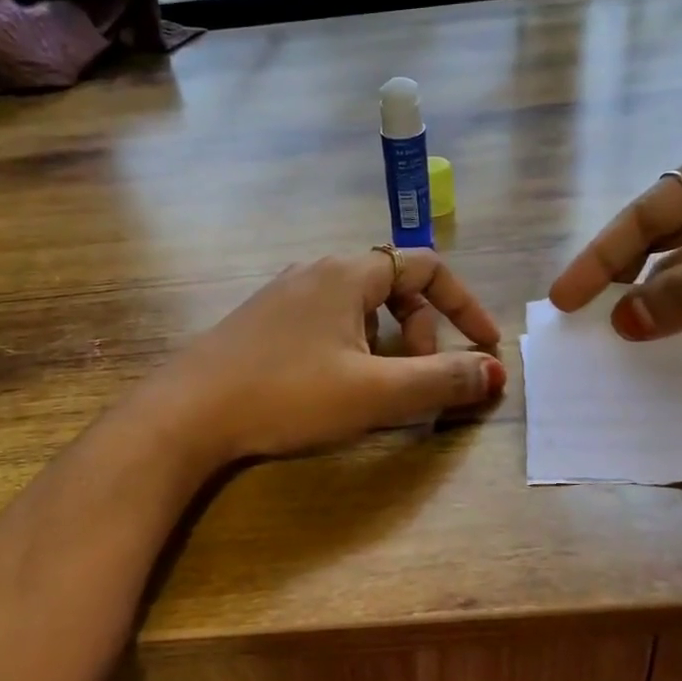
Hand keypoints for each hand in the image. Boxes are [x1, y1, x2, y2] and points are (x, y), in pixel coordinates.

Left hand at [151, 249, 505, 464]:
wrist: (187, 413)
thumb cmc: (287, 395)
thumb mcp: (375, 393)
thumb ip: (441, 380)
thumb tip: (495, 373)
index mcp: (348, 273)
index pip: (427, 266)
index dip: (464, 305)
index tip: (486, 347)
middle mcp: (317, 272)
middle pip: (394, 287)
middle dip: (422, 332)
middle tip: (420, 380)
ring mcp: (284, 294)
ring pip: (360, 309)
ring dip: (387, 344)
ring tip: (378, 388)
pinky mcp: (262, 321)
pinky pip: (328, 322)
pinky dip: (353, 348)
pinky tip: (333, 387)